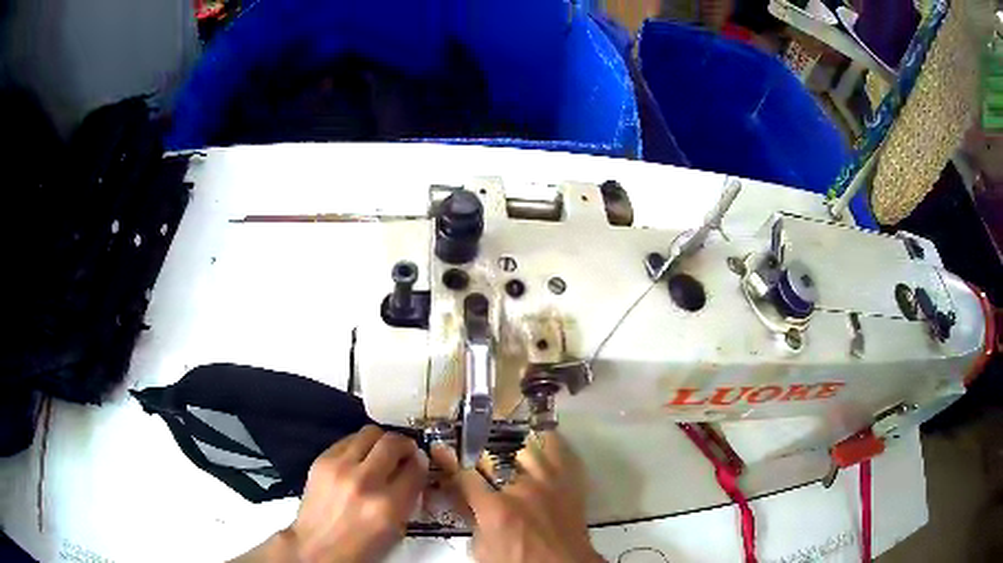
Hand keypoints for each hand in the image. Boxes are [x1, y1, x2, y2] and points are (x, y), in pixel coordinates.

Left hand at [234, 426, 428, 562]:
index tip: (420, 462)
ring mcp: (339, 467)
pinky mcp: (321, 460)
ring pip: (369, 433)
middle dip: (404, 445)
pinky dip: (359, 445)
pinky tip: (359, 459)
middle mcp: (364, 481)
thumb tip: (415, 467)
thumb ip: (409, 497)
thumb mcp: (396, 529)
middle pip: (393, 442)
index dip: (421, 462)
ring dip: (381, 441)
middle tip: (404, 452)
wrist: (317, 547)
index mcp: (388, 505)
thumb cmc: (362, 546)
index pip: (415, 468)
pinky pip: (347, 440)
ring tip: (382, 452)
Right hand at [431, 431, 603, 562]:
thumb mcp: (483, 550)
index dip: (448, 462)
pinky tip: (539, 445)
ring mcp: (550, 484)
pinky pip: (561, 453)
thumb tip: (462, 500)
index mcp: (497, 509)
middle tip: (476, 456)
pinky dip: (548, 446)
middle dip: (482, 456)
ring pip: (530, 448)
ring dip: (515, 451)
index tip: (438, 448)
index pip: (464, 476)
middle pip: (497, 456)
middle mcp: (524, 489)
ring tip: (509, 452)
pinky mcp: (570, 484)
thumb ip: (472, 522)